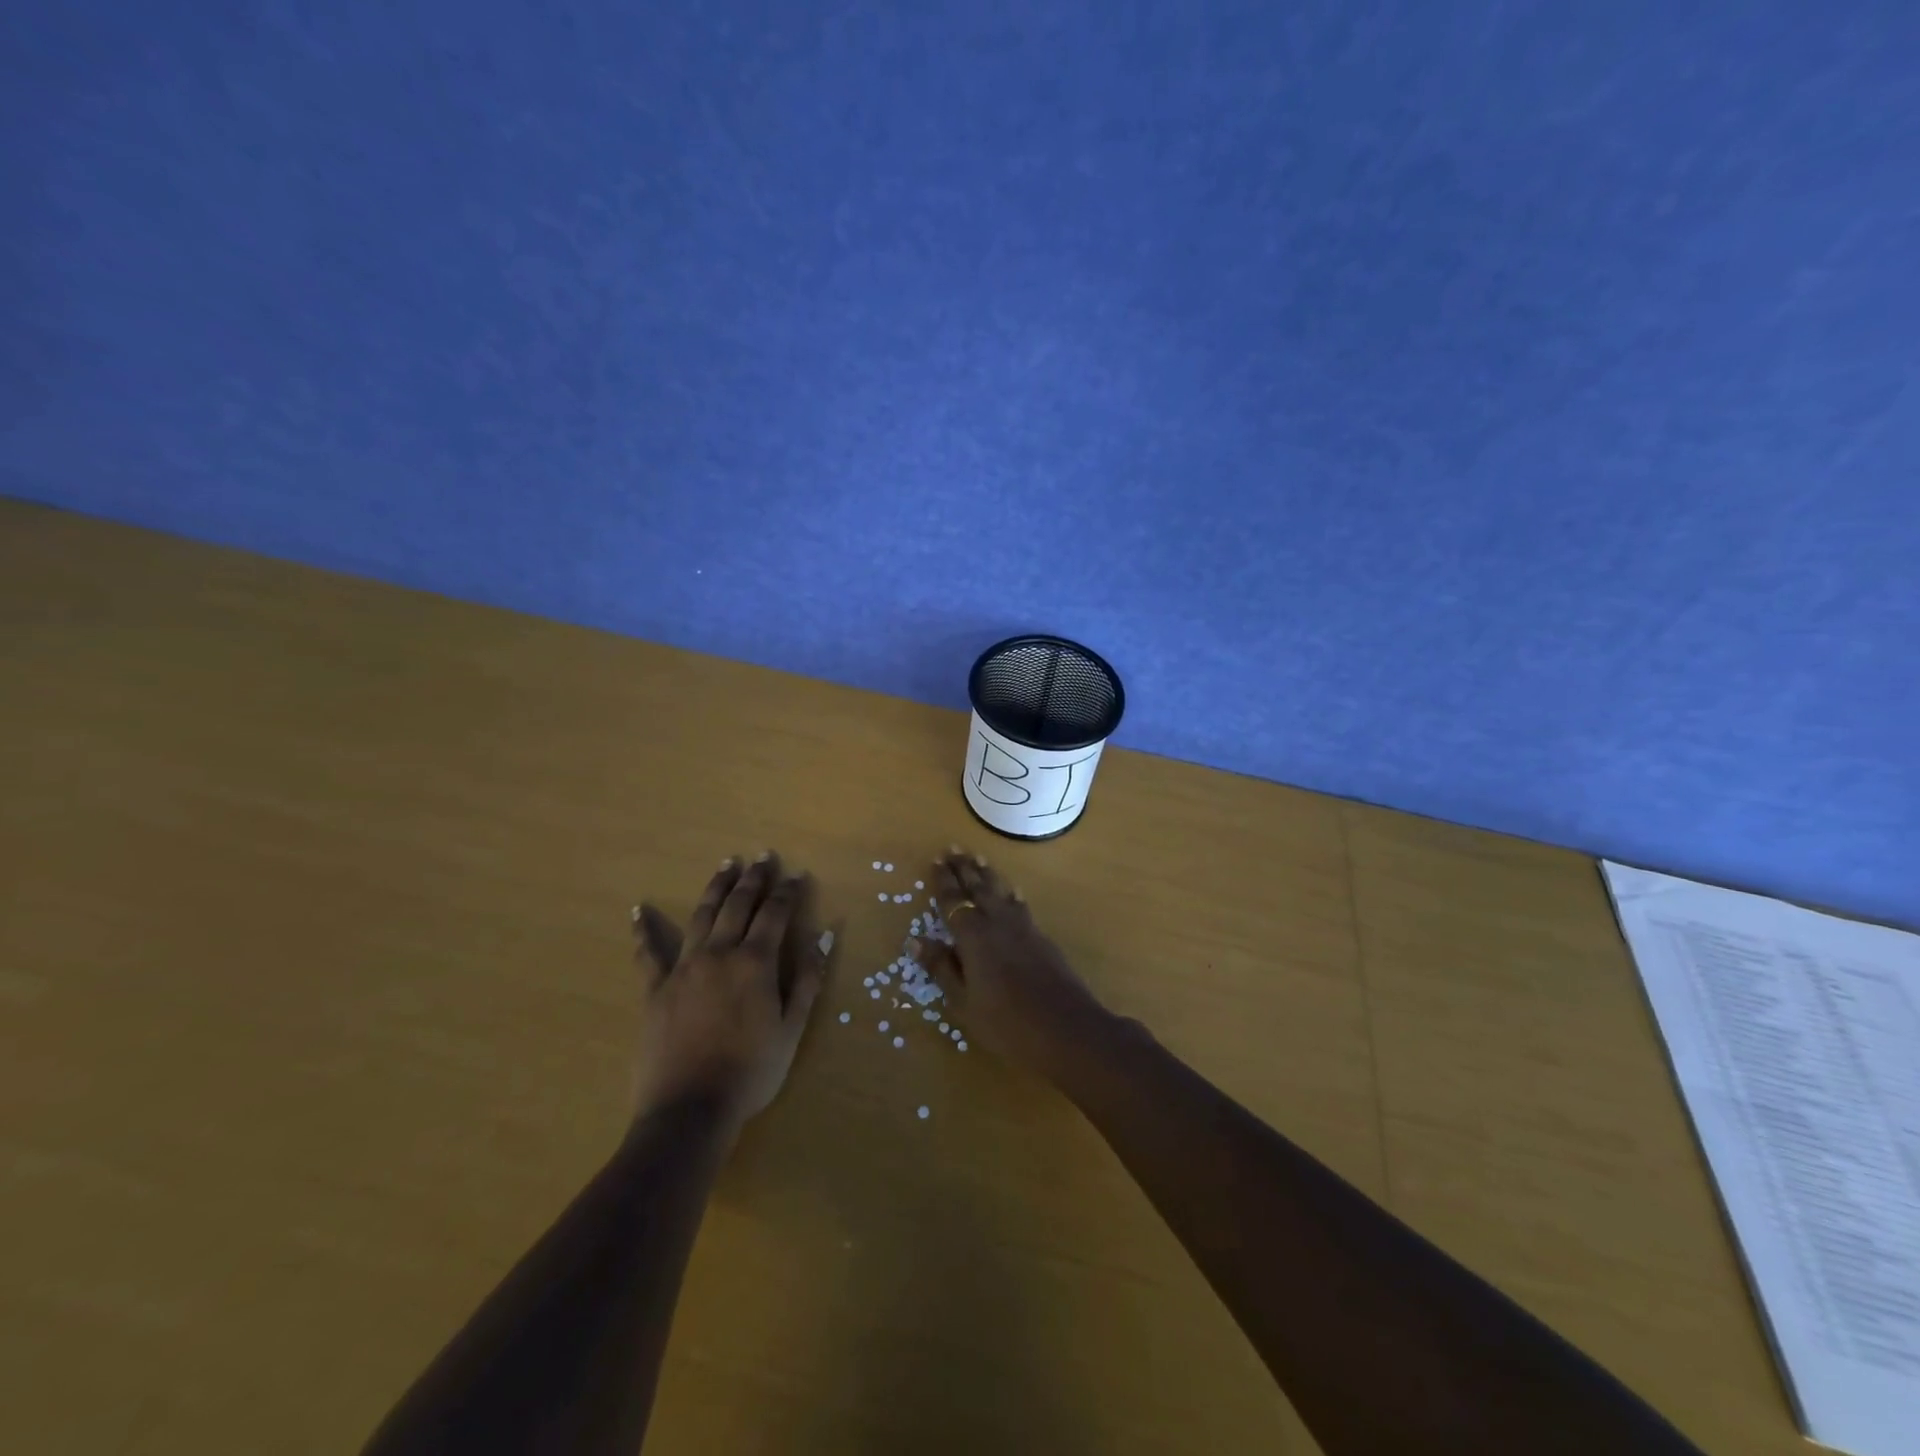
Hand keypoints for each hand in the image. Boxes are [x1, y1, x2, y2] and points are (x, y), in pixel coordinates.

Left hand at [629, 852, 829, 1128]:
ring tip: (726, 864)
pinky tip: (638, 910)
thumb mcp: (792, 1029)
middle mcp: (719, 953)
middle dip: (753, 878)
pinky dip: (644, 931)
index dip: (788, 892)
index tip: (797, 874)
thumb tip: (825, 935)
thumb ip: (808, 979)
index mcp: (755, 962)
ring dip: (716, 887)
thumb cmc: (751, 1072)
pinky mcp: (656, 989)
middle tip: (763, 856)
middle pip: (738, 905)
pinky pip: (648, 954)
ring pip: (701, 916)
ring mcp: (684, 968)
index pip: (775, 914)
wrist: (690, 1110)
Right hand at [912, 847, 1110, 1082]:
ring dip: (988, 875)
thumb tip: (915, 940)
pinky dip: (1012, 895)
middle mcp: (997, 923)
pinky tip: (1014, 892)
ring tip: (979, 859)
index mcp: (973, 937)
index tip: (937, 859)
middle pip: (978, 889)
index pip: (954, 901)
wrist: (1067, 1029)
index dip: (944, 881)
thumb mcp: (964, 1002)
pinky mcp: (1042, 938)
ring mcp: (1023, 928)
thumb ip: (942, 968)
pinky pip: (1021, 906)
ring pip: (1001, 892)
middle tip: (954, 848)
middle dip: (965, 869)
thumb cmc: (1007, 1023)